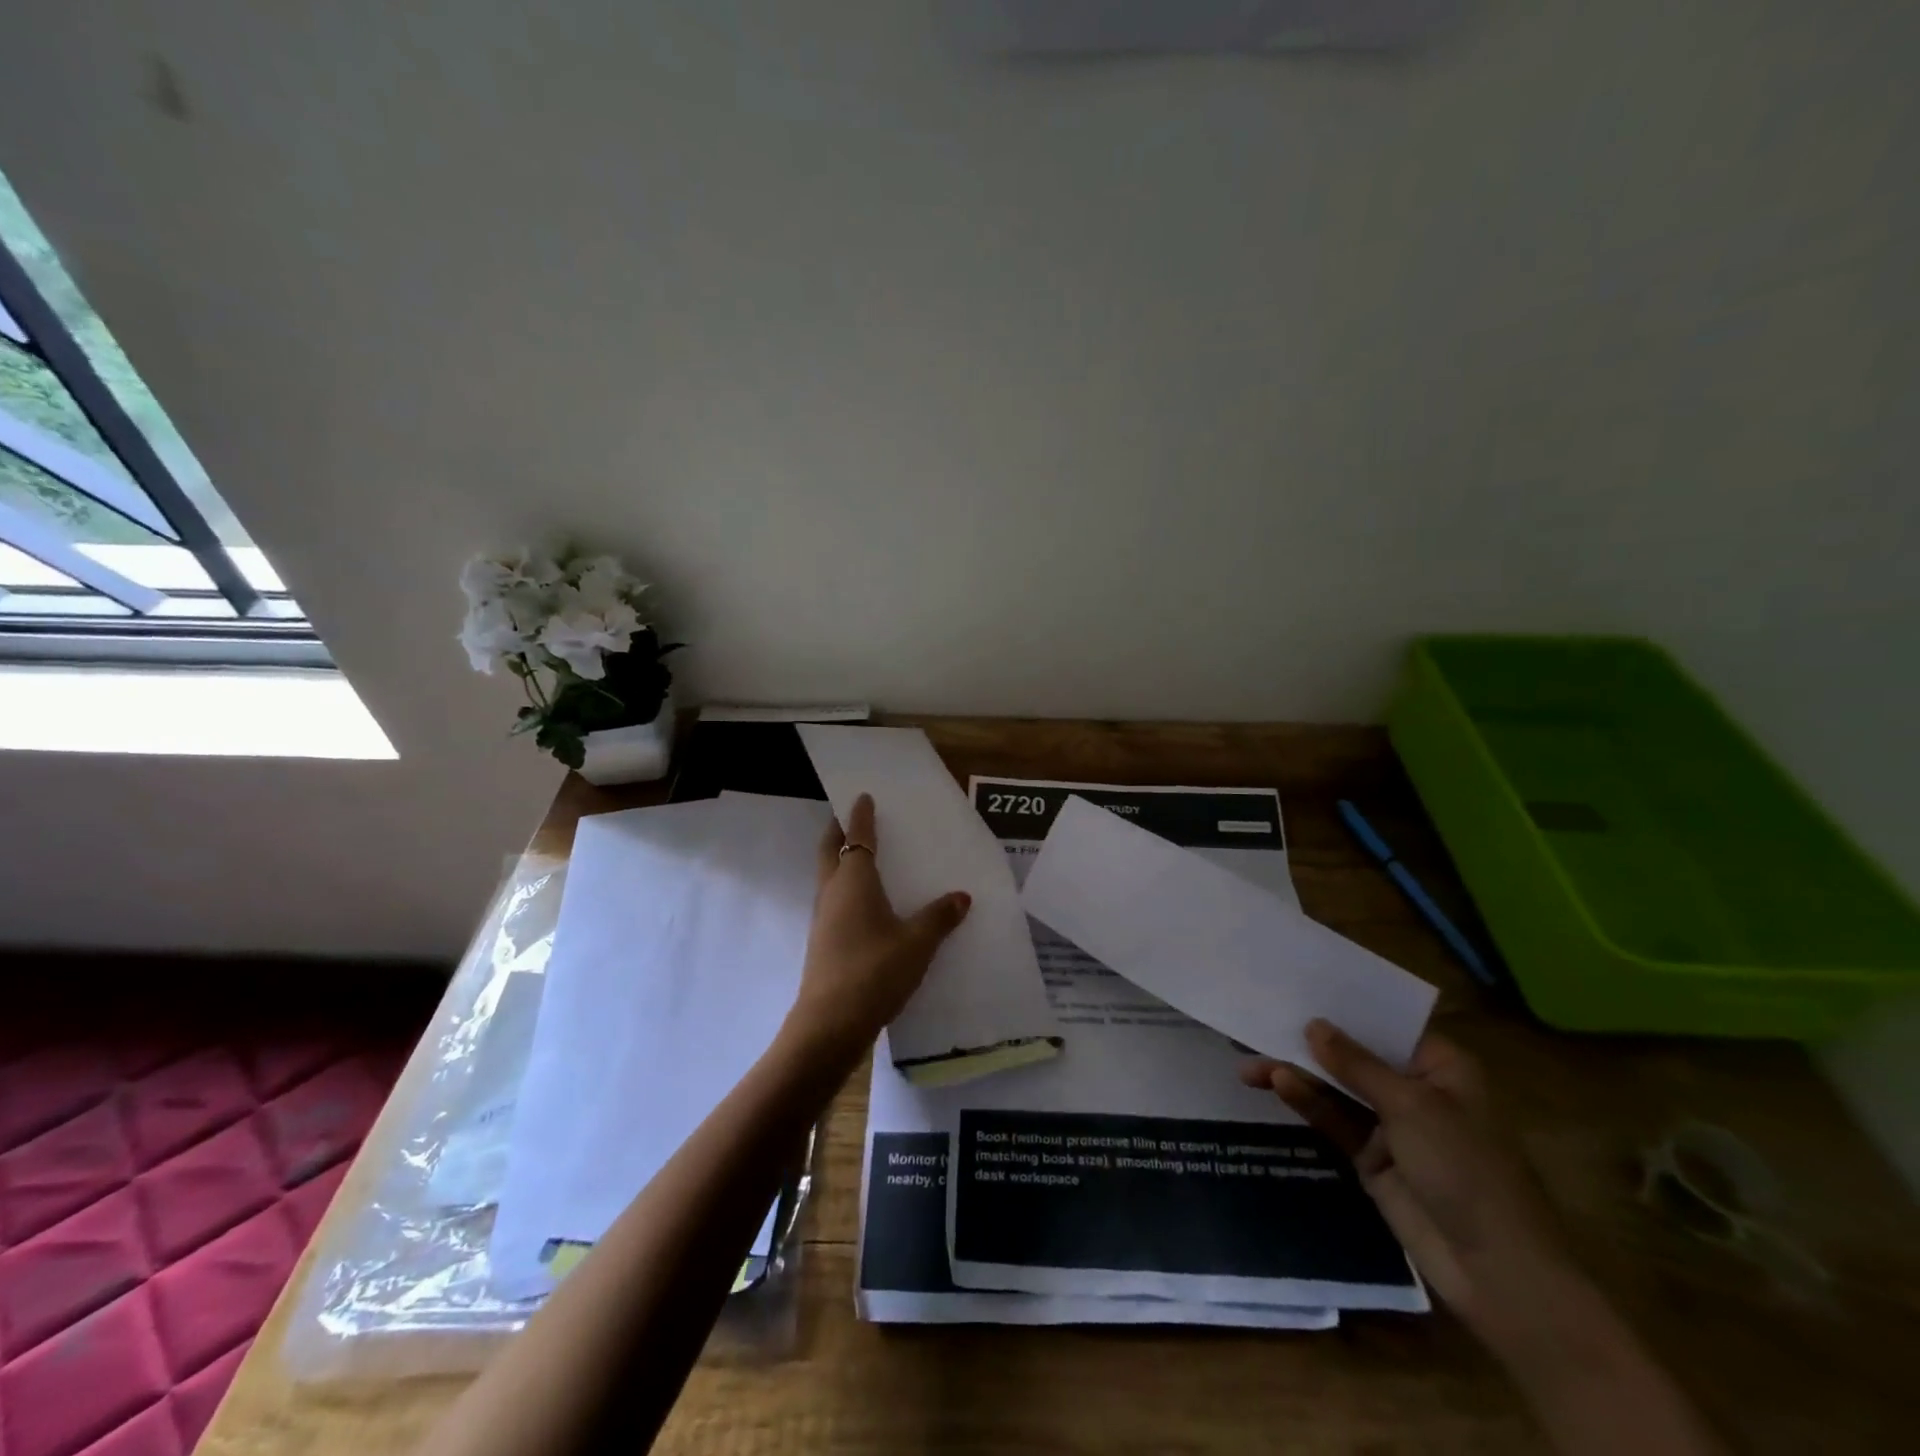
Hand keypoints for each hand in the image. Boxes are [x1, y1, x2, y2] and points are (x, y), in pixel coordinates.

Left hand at [783, 793, 971, 1058]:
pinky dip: (847, 889)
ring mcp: (824, 917)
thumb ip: (939, 918)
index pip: (856, 837)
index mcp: (854, 881)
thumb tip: (961, 896)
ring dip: (841, 860)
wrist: (830, 1023)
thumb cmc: (874, 970)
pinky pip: (835, 900)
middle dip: (839, 831)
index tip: (863, 797)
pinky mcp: (823, 941)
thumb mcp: (917, 943)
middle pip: (830, 850)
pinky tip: (868, 905)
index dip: (860, 816)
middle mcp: (833, 891)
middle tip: (854, 819)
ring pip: (829, 876)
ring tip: (866, 858)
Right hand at [1240, 1019, 1574, 1343]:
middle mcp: (1415, 1088)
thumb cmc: (1467, 1169)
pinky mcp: (1371, 1156)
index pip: (1382, 1024)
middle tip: (1258, 1024)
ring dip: (1297, 1074)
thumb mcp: (1411, 1106)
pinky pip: (1333, 1118)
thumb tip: (1314, 1024)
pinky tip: (1277, 1085)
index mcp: (1440, 1066)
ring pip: (1335, 1087)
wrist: (1497, 1271)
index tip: (1294, 986)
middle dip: (1307, 1043)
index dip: (1340, 1007)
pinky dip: (1306, 1102)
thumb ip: (1356, 1064)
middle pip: (1352, 1055)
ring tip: (1250, 1064)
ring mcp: (1391, 1124)